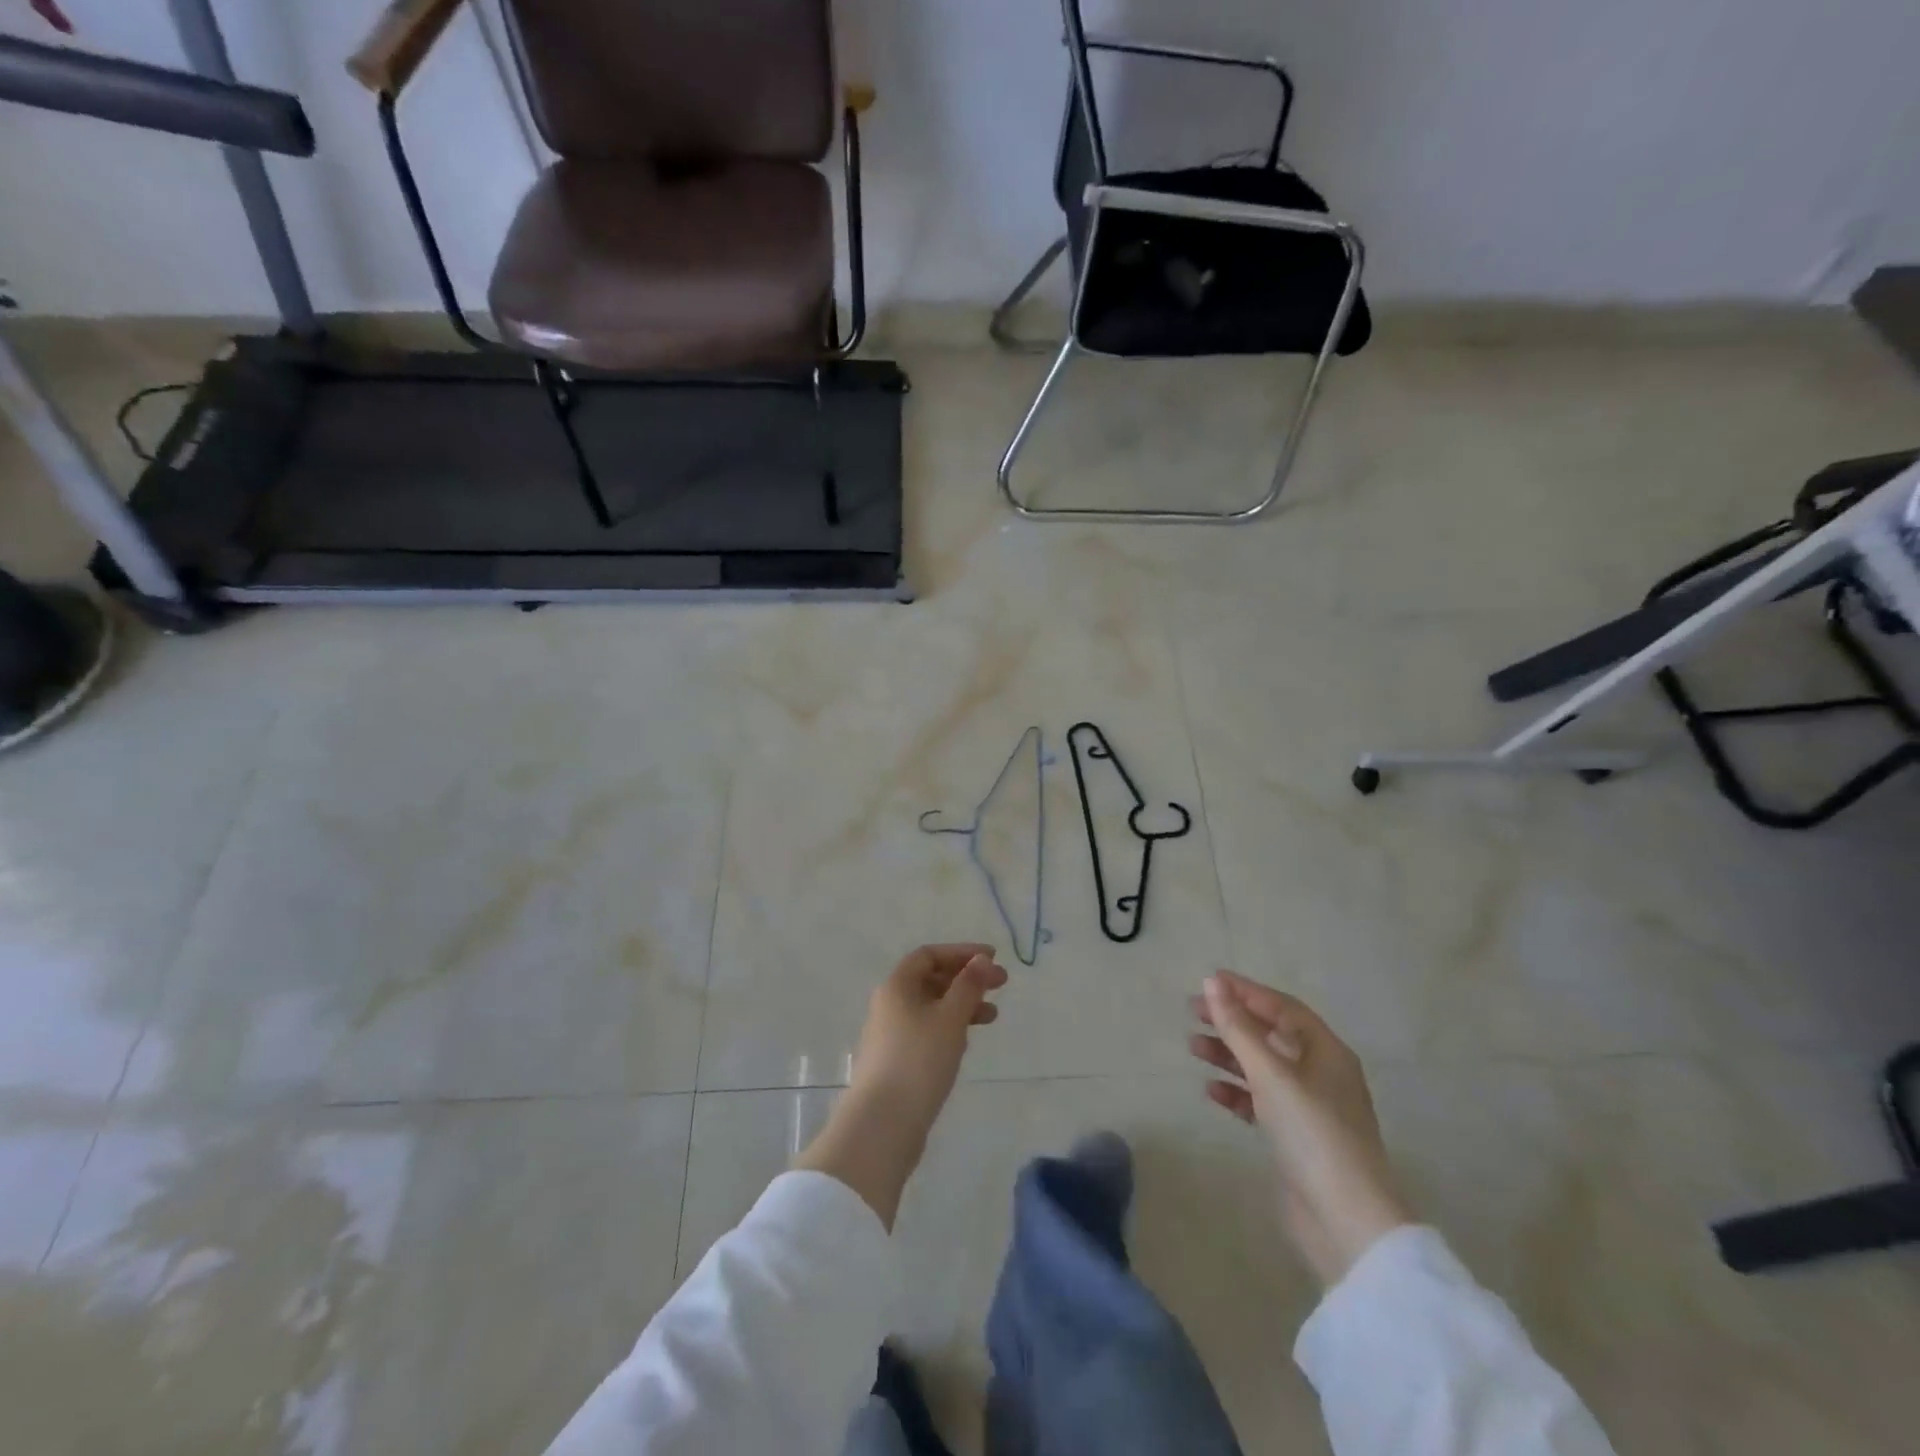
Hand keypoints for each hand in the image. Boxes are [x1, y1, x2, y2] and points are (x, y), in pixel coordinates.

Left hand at [796, 944, 1007, 1228]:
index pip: (929, 955)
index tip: (992, 959)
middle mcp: (890, 1004)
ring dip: (962, 1005)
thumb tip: (982, 959)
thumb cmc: (919, 1060)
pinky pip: (927, 1031)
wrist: (883, 1124)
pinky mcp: (896, 1061)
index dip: (962, 953)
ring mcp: (891, 1034)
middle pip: (931, 980)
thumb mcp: (950, 1017)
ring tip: (992, 1017)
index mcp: (897, 986)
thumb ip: (969, 986)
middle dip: (966, 979)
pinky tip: (966, 1041)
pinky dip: (950, 1027)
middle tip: (1001, 986)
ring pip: (931, 1007)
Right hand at [1190, 972, 1411, 1288]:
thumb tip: (1212, 982)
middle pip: (1271, 1035)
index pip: (1282, 1008)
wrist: (1345, 1221)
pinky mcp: (1296, 1138)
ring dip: (1229, 1055)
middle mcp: (1320, 1073)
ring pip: (1262, 1068)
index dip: (1246, 991)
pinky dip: (1237, 1092)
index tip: (1209, 982)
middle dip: (1233, 1022)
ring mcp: (1309, 1107)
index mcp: (1326, 1051)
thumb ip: (1238, 1027)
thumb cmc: (1312, 1133)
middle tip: (1193, 1012)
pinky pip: (1260, 1102)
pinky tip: (1211, 1092)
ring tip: (1193, 1048)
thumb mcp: (1270, 1074)